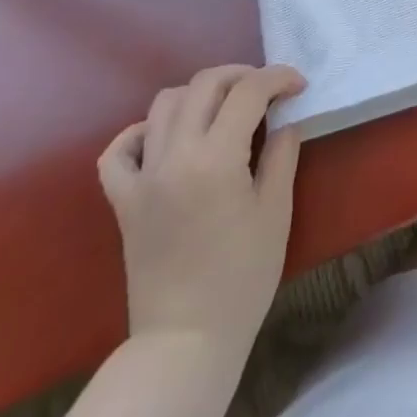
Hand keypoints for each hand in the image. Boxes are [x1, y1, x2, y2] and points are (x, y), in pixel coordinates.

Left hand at [97, 65, 305, 343]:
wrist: (186, 341)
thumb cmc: (242, 278)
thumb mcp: (275, 212)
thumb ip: (281, 155)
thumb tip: (284, 121)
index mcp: (216, 158)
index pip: (248, 92)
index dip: (277, 79)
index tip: (298, 86)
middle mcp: (175, 156)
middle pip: (204, 84)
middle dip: (240, 75)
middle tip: (266, 89)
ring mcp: (143, 177)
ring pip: (163, 104)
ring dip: (198, 94)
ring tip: (222, 108)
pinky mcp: (123, 201)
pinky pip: (119, 151)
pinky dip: (140, 133)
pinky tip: (164, 139)